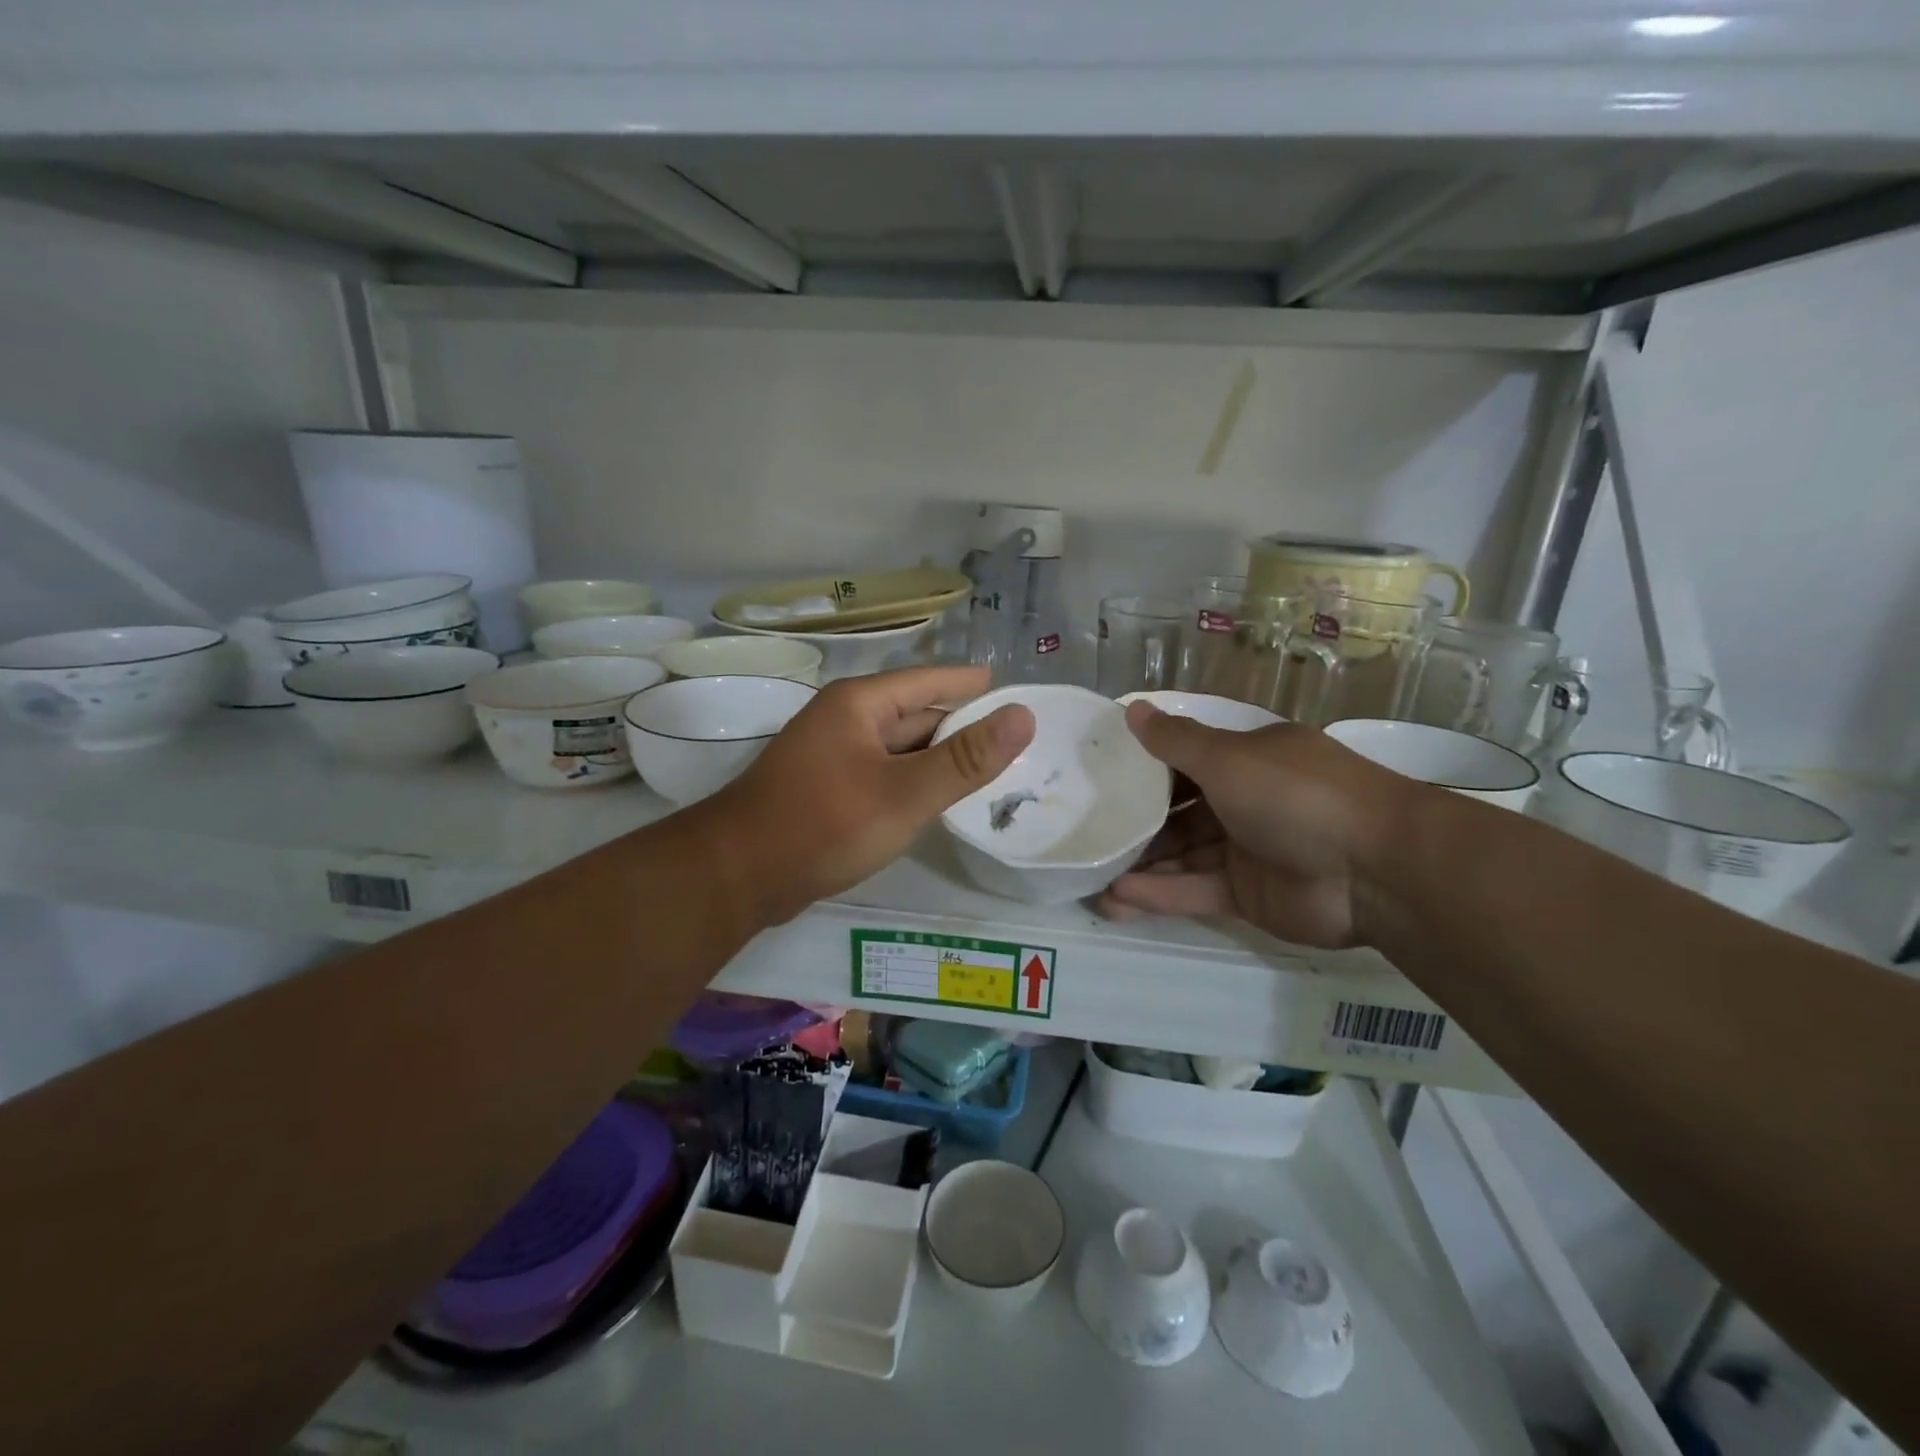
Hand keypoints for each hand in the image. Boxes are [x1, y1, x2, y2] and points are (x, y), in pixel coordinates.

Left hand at [700, 665, 1033, 925]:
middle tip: (1015, 740)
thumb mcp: (906, 793)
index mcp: (861, 703)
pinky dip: (914, 782)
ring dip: (939, 757)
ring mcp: (833, 755)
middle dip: (962, 727)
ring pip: (900, 748)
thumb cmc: (824, 824)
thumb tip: (1023, 716)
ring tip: (990, 769)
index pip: (931, 681)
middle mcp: (845, 719)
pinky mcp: (827, 789)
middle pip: (916, 714)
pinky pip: (884, 774)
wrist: (738, 875)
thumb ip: (966, 759)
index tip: (1013, 690)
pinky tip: (939, 799)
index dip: (972, 685)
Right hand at [1097, 703, 1410, 948]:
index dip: (1145, 769)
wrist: (1374, 869)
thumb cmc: (1294, 794)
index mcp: (1247, 760)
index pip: (1186, 762)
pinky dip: (1158, 893)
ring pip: (1182, 855)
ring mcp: (1246, 850)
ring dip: (1140, 864)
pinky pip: (1194, 889)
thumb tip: (1132, 709)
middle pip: (1179, 812)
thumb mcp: (1227, 758)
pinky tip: (1116, 898)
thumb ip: (1175, 741)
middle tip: (1087, 834)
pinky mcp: (1247, 895)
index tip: (1100, 777)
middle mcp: (1245, 801)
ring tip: (1090, 875)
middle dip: (1137, 824)